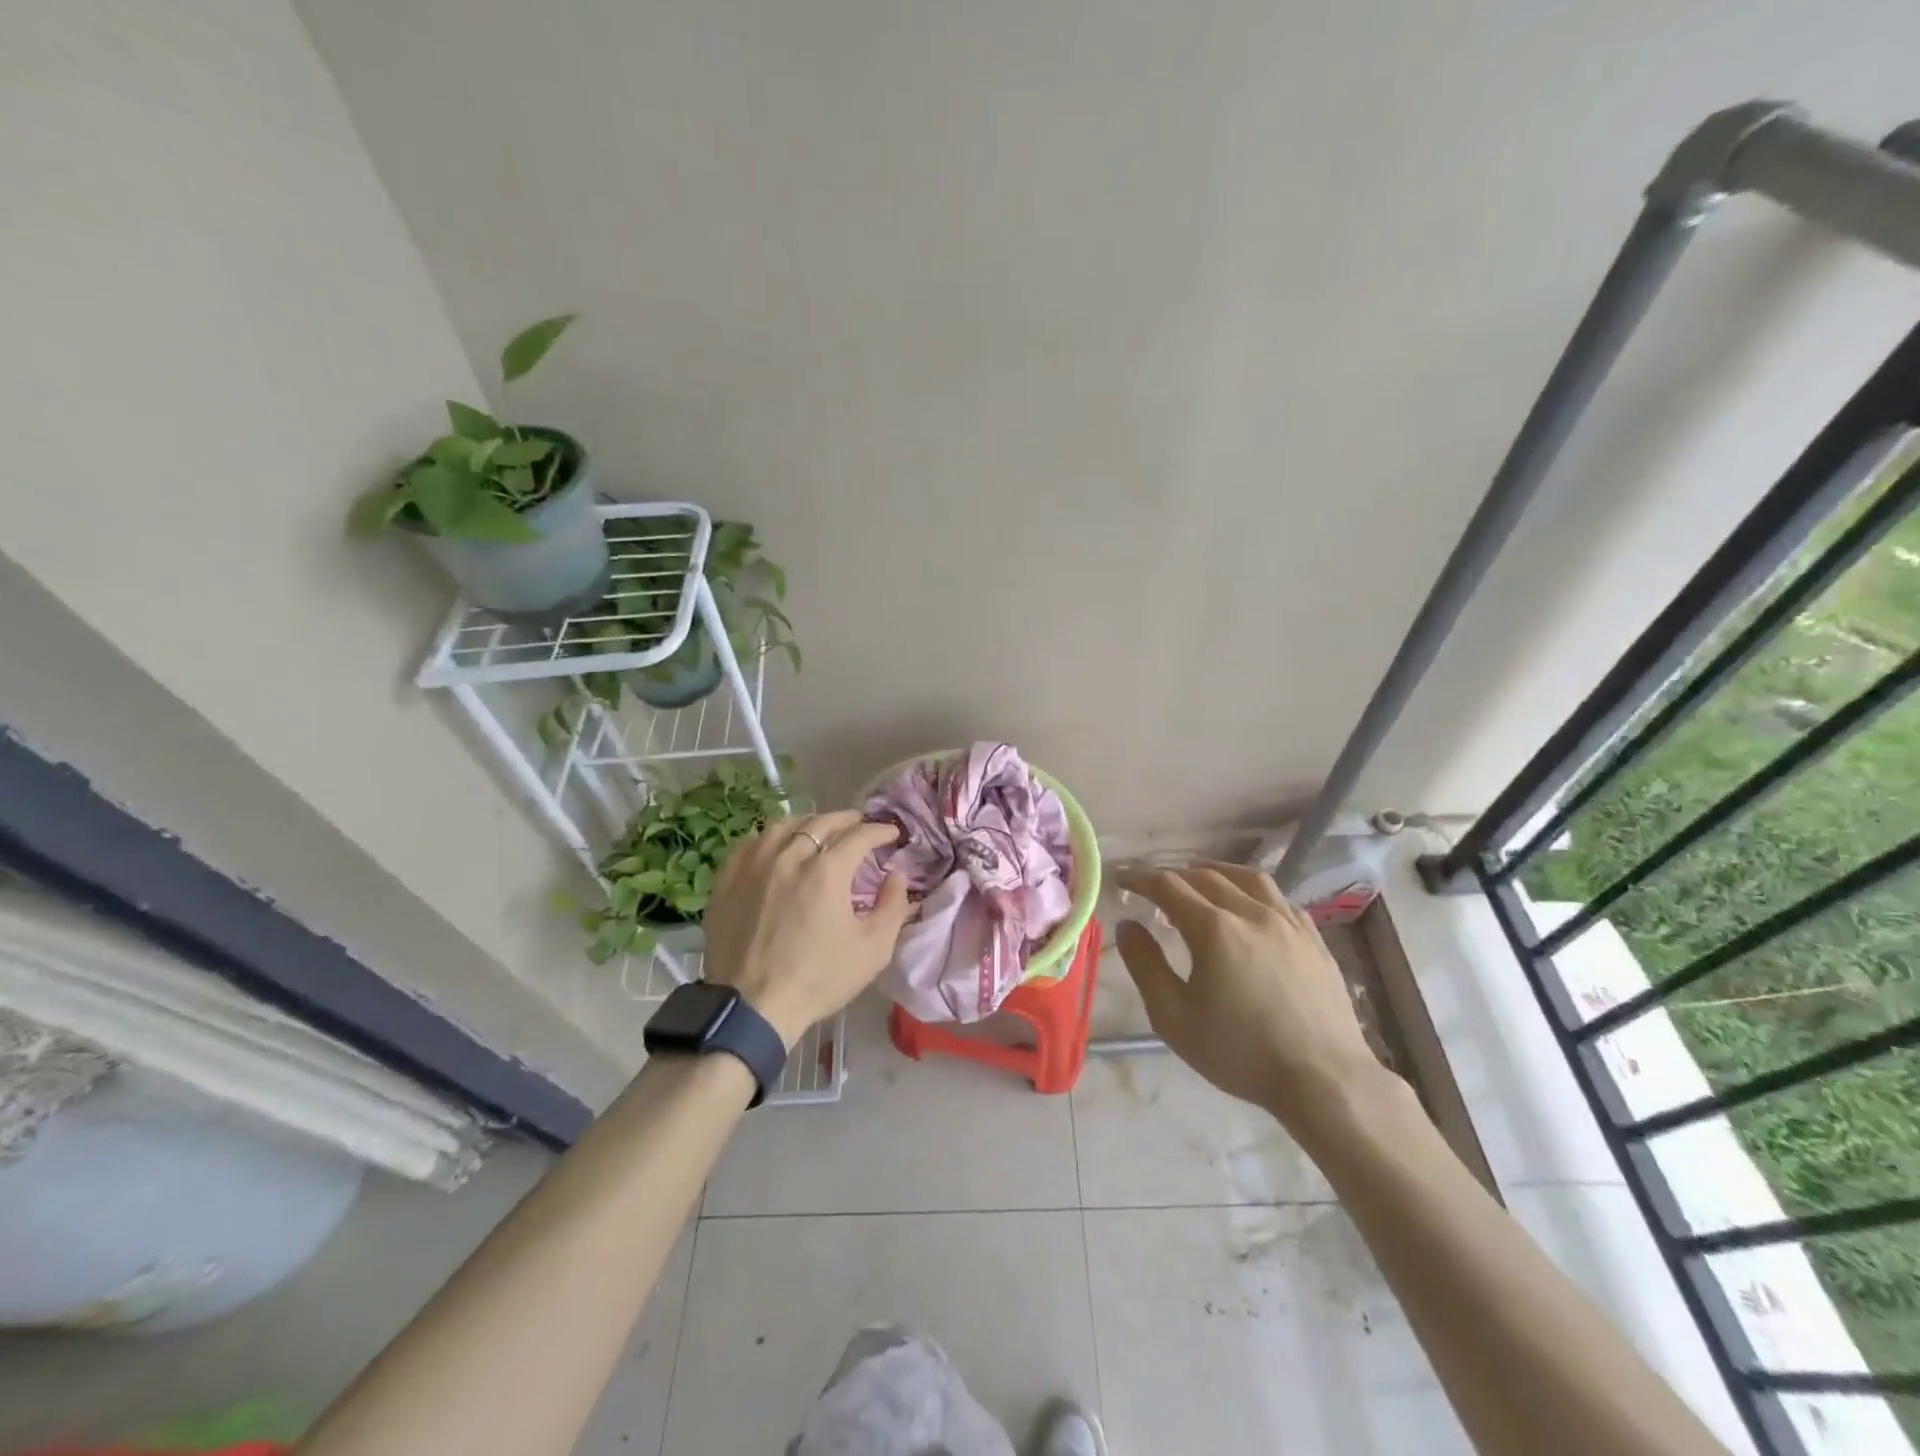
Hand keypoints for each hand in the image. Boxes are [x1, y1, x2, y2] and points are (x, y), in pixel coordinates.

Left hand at [702, 811, 912, 1047]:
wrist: (752, 1007)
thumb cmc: (819, 979)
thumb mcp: (873, 950)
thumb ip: (893, 906)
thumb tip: (897, 875)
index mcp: (828, 871)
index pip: (860, 835)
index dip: (880, 830)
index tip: (892, 833)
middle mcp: (790, 856)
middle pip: (822, 822)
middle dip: (848, 820)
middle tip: (860, 825)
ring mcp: (754, 864)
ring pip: (784, 825)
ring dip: (808, 822)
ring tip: (818, 830)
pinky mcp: (728, 879)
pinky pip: (751, 843)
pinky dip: (771, 838)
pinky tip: (776, 846)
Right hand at [1113, 862, 1392, 1130]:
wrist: (1325, 1080)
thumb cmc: (1241, 1052)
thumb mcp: (1174, 1018)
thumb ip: (1145, 965)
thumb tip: (1127, 925)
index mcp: (1214, 929)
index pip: (1168, 886)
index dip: (1140, 877)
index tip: (1121, 878)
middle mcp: (1251, 912)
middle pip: (1205, 876)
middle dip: (1173, 876)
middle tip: (1154, 887)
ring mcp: (1288, 922)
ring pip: (1247, 878)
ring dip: (1216, 873)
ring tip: (1200, 881)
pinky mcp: (1313, 938)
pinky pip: (1278, 898)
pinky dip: (1253, 892)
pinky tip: (1250, 908)